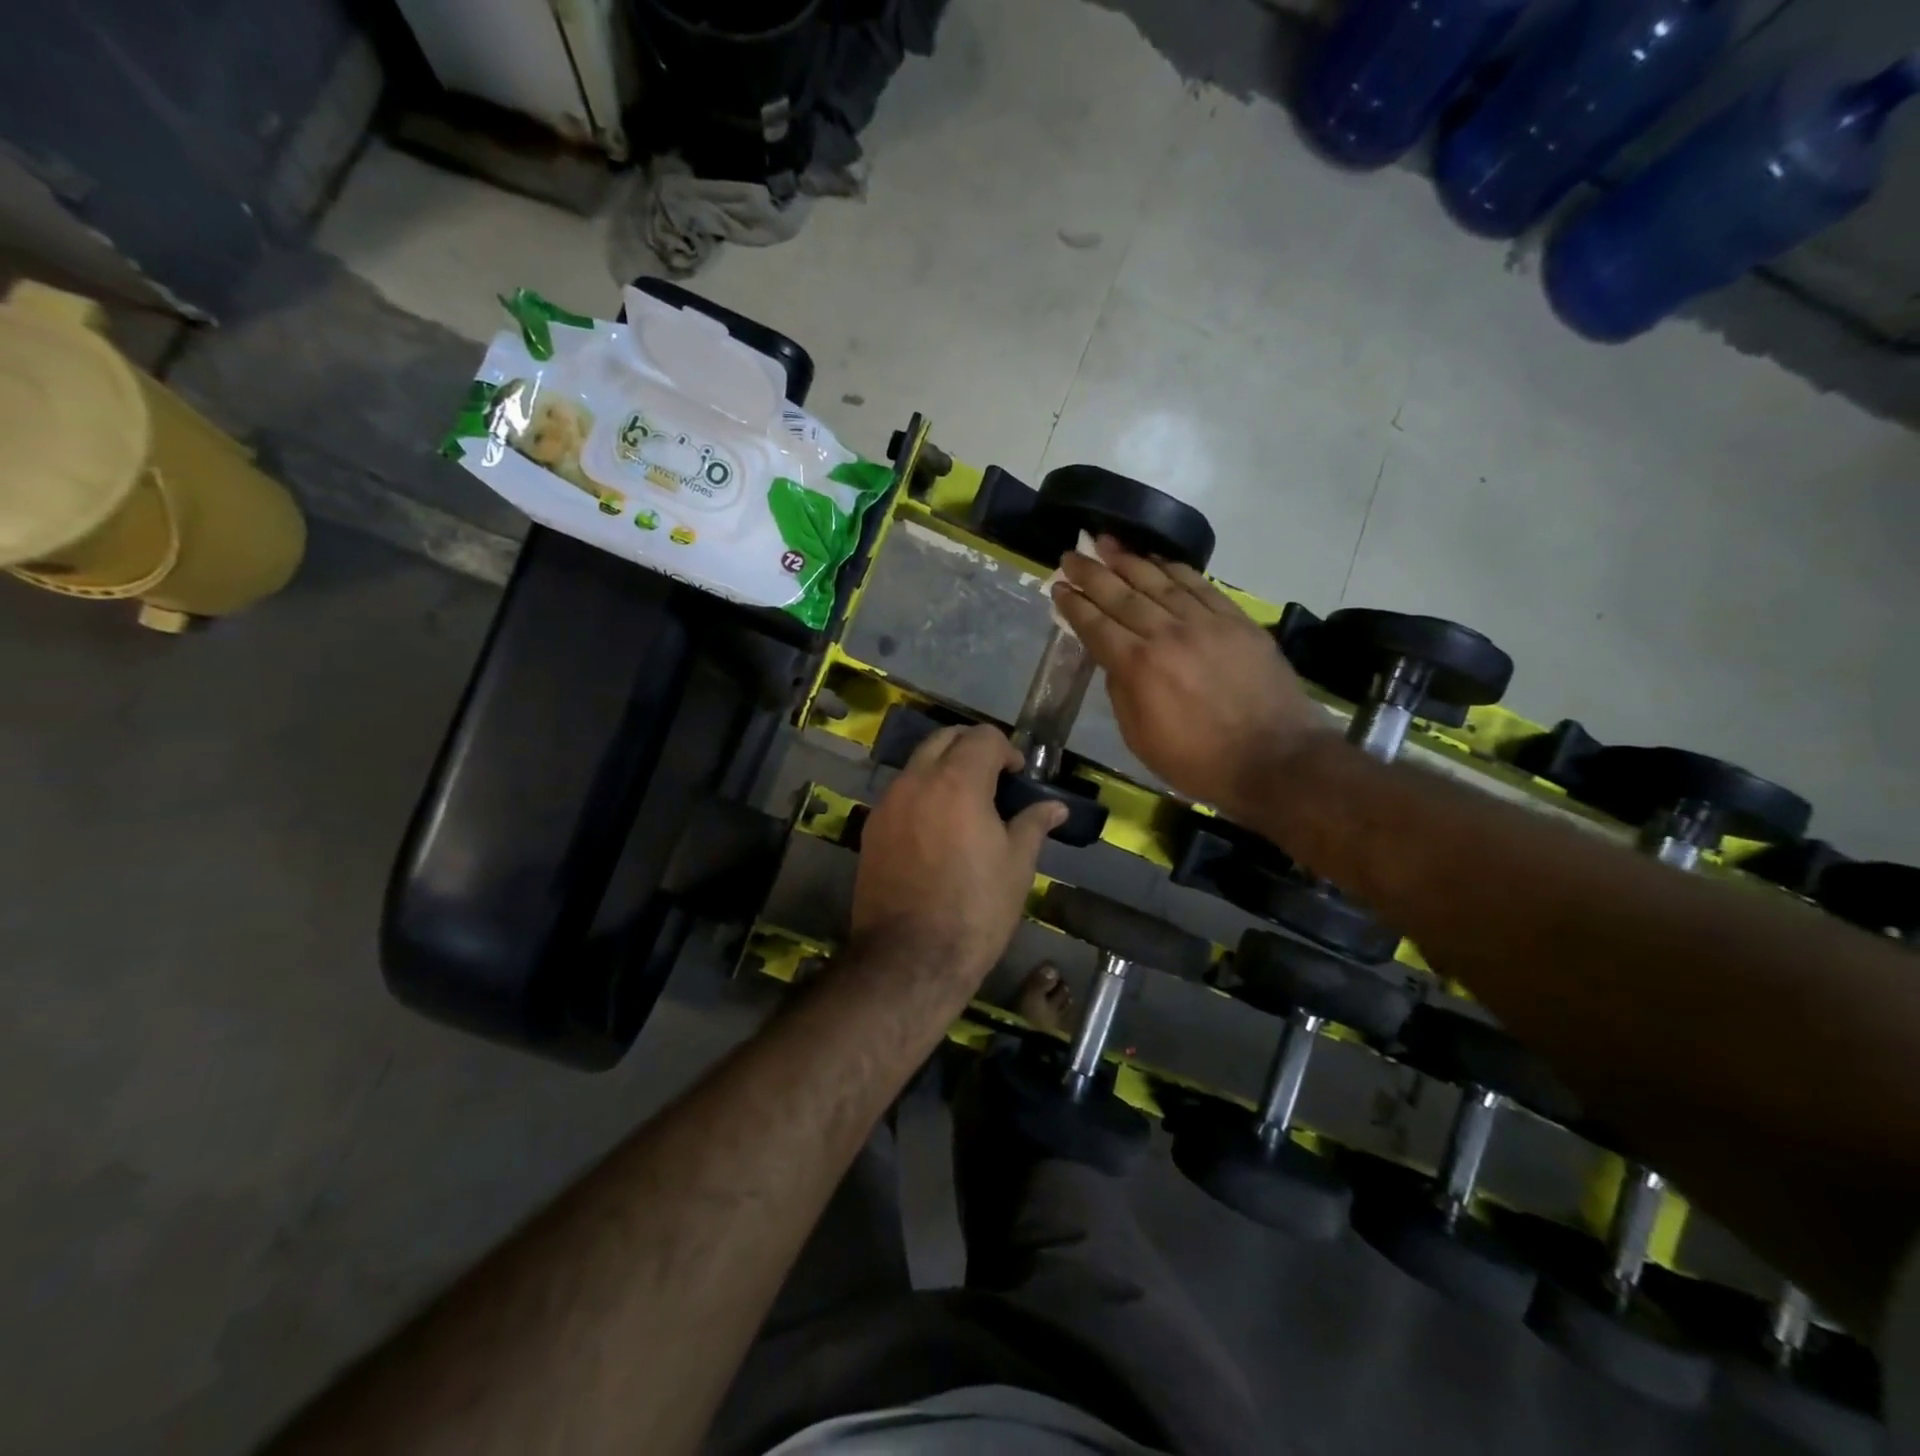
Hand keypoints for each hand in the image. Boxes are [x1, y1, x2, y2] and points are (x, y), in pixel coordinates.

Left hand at [850, 724, 1065, 992]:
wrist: (910, 959)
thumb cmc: (975, 910)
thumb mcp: (1016, 867)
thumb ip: (1033, 824)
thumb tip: (1055, 807)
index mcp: (957, 782)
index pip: (982, 737)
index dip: (1006, 750)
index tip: (1018, 777)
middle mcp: (916, 781)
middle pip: (944, 738)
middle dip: (971, 748)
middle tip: (994, 779)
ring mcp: (887, 804)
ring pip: (917, 764)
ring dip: (943, 769)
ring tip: (966, 805)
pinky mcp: (871, 829)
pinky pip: (900, 794)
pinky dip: (922, 794)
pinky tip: (937, 830)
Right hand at [1053, 537, 1328, 816]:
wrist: (1275, 761)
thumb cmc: (1199, 762)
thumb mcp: (1141, 739)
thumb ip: (1121, 693)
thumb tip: (1115, 661)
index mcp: (1138, 667)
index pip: (1096, 626)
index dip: (1075, 605)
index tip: (1058, 586)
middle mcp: (1167, 635)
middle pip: (1122, 595)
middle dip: (1092, 572)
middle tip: (1072, 553)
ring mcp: (1205, 624)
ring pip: (1160, 582)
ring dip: (1130, 560)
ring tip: (1108, 542)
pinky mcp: (1237, 622)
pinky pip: (1201, 586)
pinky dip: (1177, 570)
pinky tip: (1159, 560)